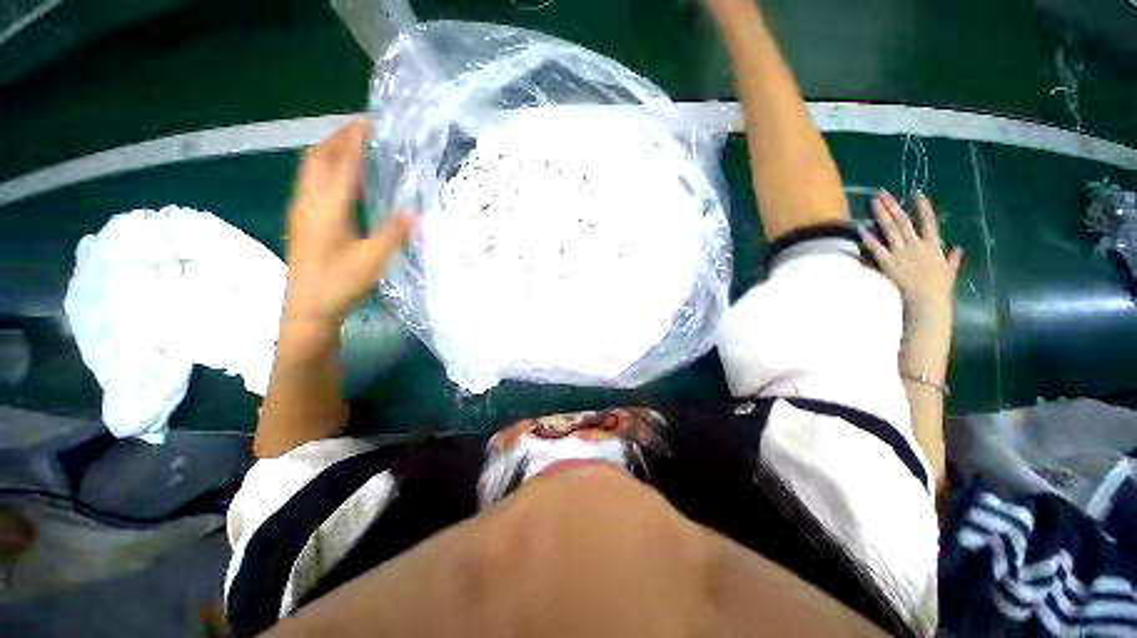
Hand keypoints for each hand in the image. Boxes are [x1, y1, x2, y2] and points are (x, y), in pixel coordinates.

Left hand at [284, 120, 416, 321]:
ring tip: (356, 146)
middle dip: (340, 137)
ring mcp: (303, 211)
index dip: (355, 139)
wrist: (307, 309)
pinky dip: (329, 168)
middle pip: (318, 156)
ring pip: (312, 168)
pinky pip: (313, 182)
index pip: (340, 162)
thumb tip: (418, 213)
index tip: (372, 122)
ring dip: (332, 150)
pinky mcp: (304, 221)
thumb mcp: (372, 260)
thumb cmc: (338, 284)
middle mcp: (309, 202)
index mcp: (326, 207)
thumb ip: (394, 234)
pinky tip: (344, 178)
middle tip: (366, 130)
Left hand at [859, 191, 961, 317]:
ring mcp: (901, 252)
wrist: (926, 301)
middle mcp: (916, 245)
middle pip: (903, 221)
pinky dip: (868, 238)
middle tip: (883, 194)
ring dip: (881, 215)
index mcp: (933, 246)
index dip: (923, 207)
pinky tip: (860, 228)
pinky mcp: (887, 262)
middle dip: (893, 206)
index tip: (917, 194)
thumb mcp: (949, 271)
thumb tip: (959, 249)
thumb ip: (953, 259)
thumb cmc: (938, 288)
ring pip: (889, 229)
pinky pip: (875, 247)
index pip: (929, 222)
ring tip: (872, 203)